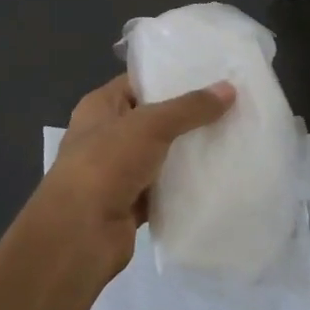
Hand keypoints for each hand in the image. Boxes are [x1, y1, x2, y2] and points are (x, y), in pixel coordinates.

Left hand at [34, 73, 235, 280]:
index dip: (171, 77)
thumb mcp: (150, 125)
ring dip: (189, 151)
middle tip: (230, 104)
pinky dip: (184, 185)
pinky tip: (217, 176)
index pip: (139, 83)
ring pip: (162, 155)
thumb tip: (228, 88)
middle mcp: (107, 136)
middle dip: (188, 115)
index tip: (210, 74)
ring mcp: (118, 172)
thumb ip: (189, 108)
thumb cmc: (105, 164)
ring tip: (231, 136)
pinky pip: (164, 188)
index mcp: (100, 107)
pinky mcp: (131, 204)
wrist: (79, 235)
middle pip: (154, 119)